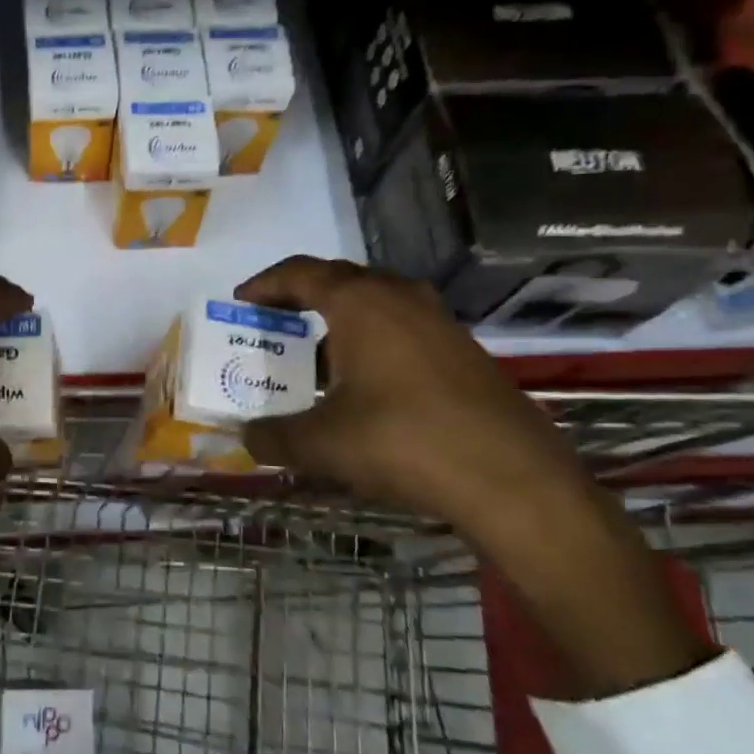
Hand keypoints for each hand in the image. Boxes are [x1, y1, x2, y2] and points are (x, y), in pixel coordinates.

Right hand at [237, 256, 711, 696]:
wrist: (513, 480)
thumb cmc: (403, 443)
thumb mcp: (322, 444)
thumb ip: (273, 436)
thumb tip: (245, 436)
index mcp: (361, 302)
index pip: (300, 273)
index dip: (264, 284)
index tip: (240, 300)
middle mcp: (400, 298)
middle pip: (339, 281)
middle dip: (299, 298)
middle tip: (272, 323)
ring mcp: (438, 323)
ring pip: (374, 305)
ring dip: (338, 322)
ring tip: (313, 356)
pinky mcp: (463, 351)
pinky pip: (401, 328)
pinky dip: (371, 341)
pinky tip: (363, 384)